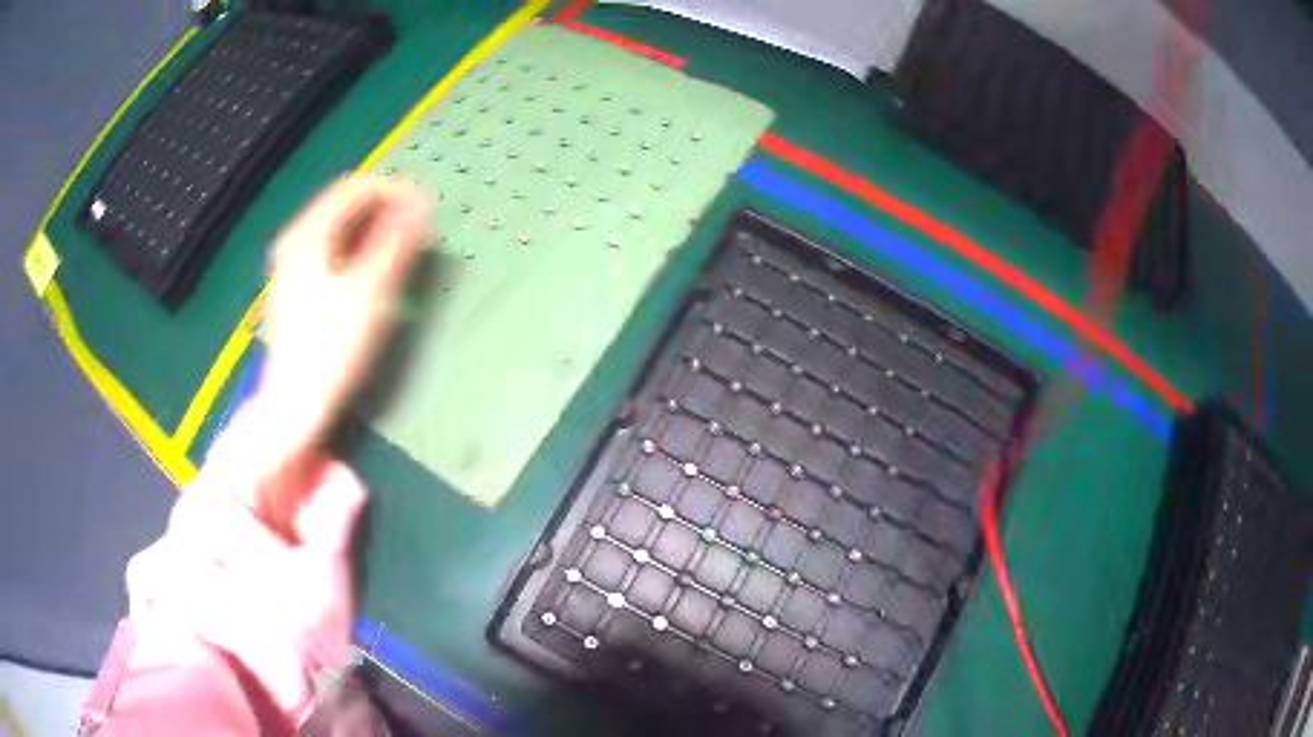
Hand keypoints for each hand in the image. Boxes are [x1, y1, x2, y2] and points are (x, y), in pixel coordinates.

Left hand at [244, 175, 429, 536]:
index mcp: (308, 233)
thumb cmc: (331, 348)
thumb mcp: (370, 291)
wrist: (295, 402)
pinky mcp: (297, 284)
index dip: (395, 190)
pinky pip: (332, 246)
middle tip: (418, 229)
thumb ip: (396, 241)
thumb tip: (421, 202)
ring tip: (402, 247)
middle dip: (384, 207)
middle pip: (345, 202)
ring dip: (373, 227)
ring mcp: (292, 262)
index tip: (426, 209)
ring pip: (339, 225)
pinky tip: (372, 268)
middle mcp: (295, 239)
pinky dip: (357, 246)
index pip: (356, 186)